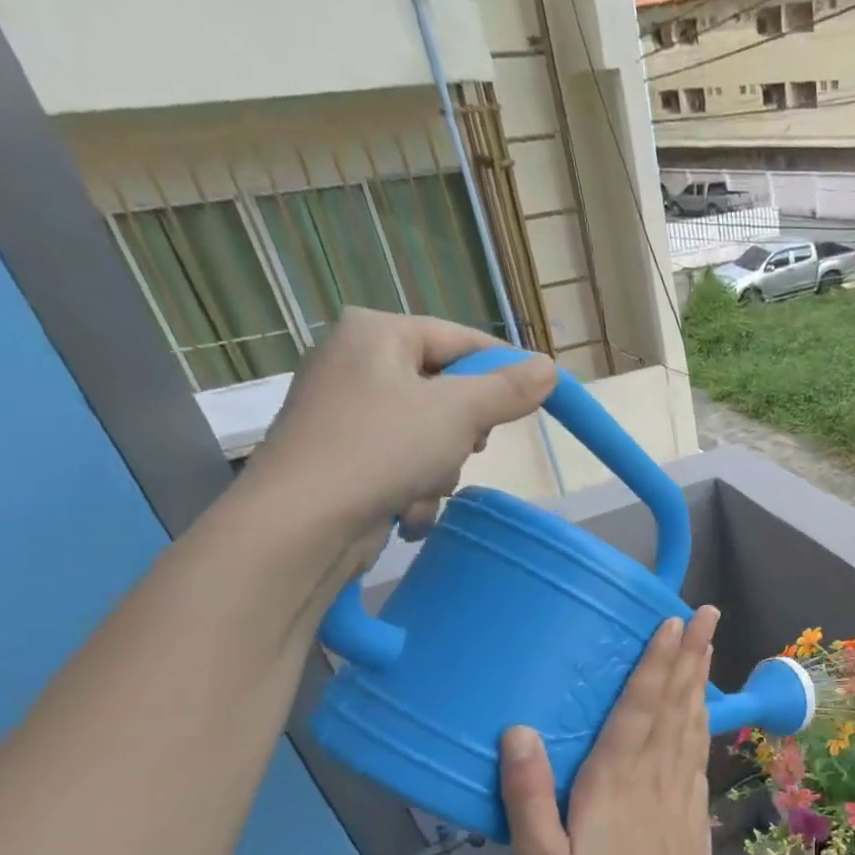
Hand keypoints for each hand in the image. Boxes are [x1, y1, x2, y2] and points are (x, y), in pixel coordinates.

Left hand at [238, 307, 555, 574]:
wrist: (304, 522)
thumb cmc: (383, 448)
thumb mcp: (459, 413)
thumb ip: (508, 389)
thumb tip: (549, 367)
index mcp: (376, 333)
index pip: (461, 339)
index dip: (505, 368)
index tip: (539, 399)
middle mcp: (356, 362)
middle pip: (447, 391)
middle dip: (463, 432)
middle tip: (466, 447)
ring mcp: (347, 413)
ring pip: (431, 435)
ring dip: (440, 470)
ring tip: (424, 486)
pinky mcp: (344, 457)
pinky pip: (404, 463)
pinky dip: (414, 488)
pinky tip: (405, 509)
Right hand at [502, 607, 724, 854]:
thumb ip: (529, 799)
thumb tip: (518, 732)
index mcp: (615, 782)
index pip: (638, 709)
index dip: (654, 664)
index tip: (671, 622)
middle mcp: (654, 776)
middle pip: (674, 705)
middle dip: (690, 655)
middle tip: (708, 612)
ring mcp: (681, 792)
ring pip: (692, 723)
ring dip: (699, 679)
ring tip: (708, 644)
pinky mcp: (694, 811)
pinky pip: (700, 752)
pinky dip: (704, 721)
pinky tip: (705, 711)